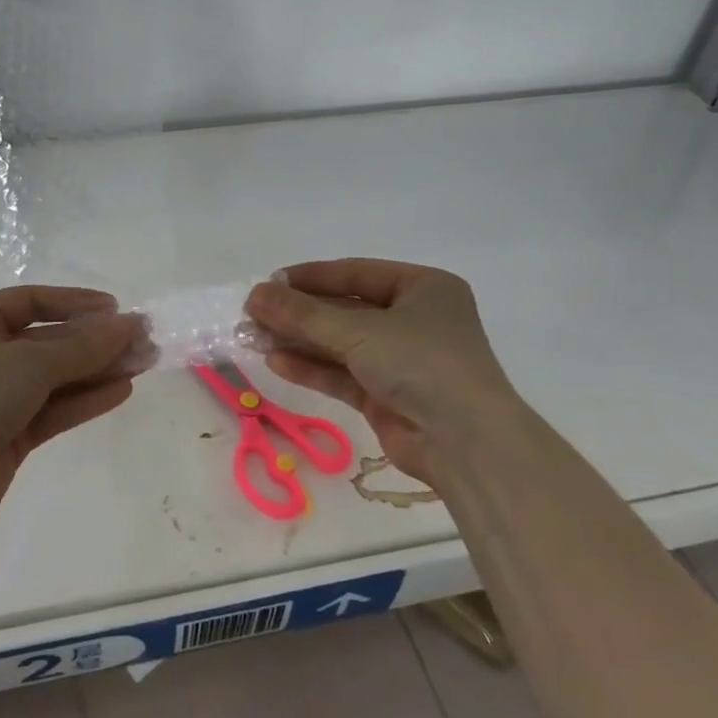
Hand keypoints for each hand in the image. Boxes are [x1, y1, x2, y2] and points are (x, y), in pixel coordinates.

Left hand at [0, 286, 148, 522]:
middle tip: (142, 340)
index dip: (75, 303)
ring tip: (144, 363)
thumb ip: (84, 345)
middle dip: (95, 342)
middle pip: (49, 341)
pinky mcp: (8, 433)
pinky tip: (122, 390)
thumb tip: (131, 324)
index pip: (32, 301)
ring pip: (55, 376)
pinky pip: (53, 408)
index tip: (116, 310)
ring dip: (97, 370)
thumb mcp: (29, 362)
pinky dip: (84, 399)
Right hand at [244, 259, 519, 485]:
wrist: (466, 444)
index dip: (309, 277)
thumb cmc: (421, 364)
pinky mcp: (387, 396)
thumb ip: (303, 314)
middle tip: (252, 313)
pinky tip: (276, 361)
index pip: (354, 274)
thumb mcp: (359, 331)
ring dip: (298, 340)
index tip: (267, 283)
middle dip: (298, 314)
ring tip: (252, 336)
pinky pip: (342, 374)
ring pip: (340, 343)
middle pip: (344, 310)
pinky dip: (312, 368)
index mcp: (422, 288)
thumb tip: (254, 294)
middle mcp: (413, 319)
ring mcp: (401, 360)